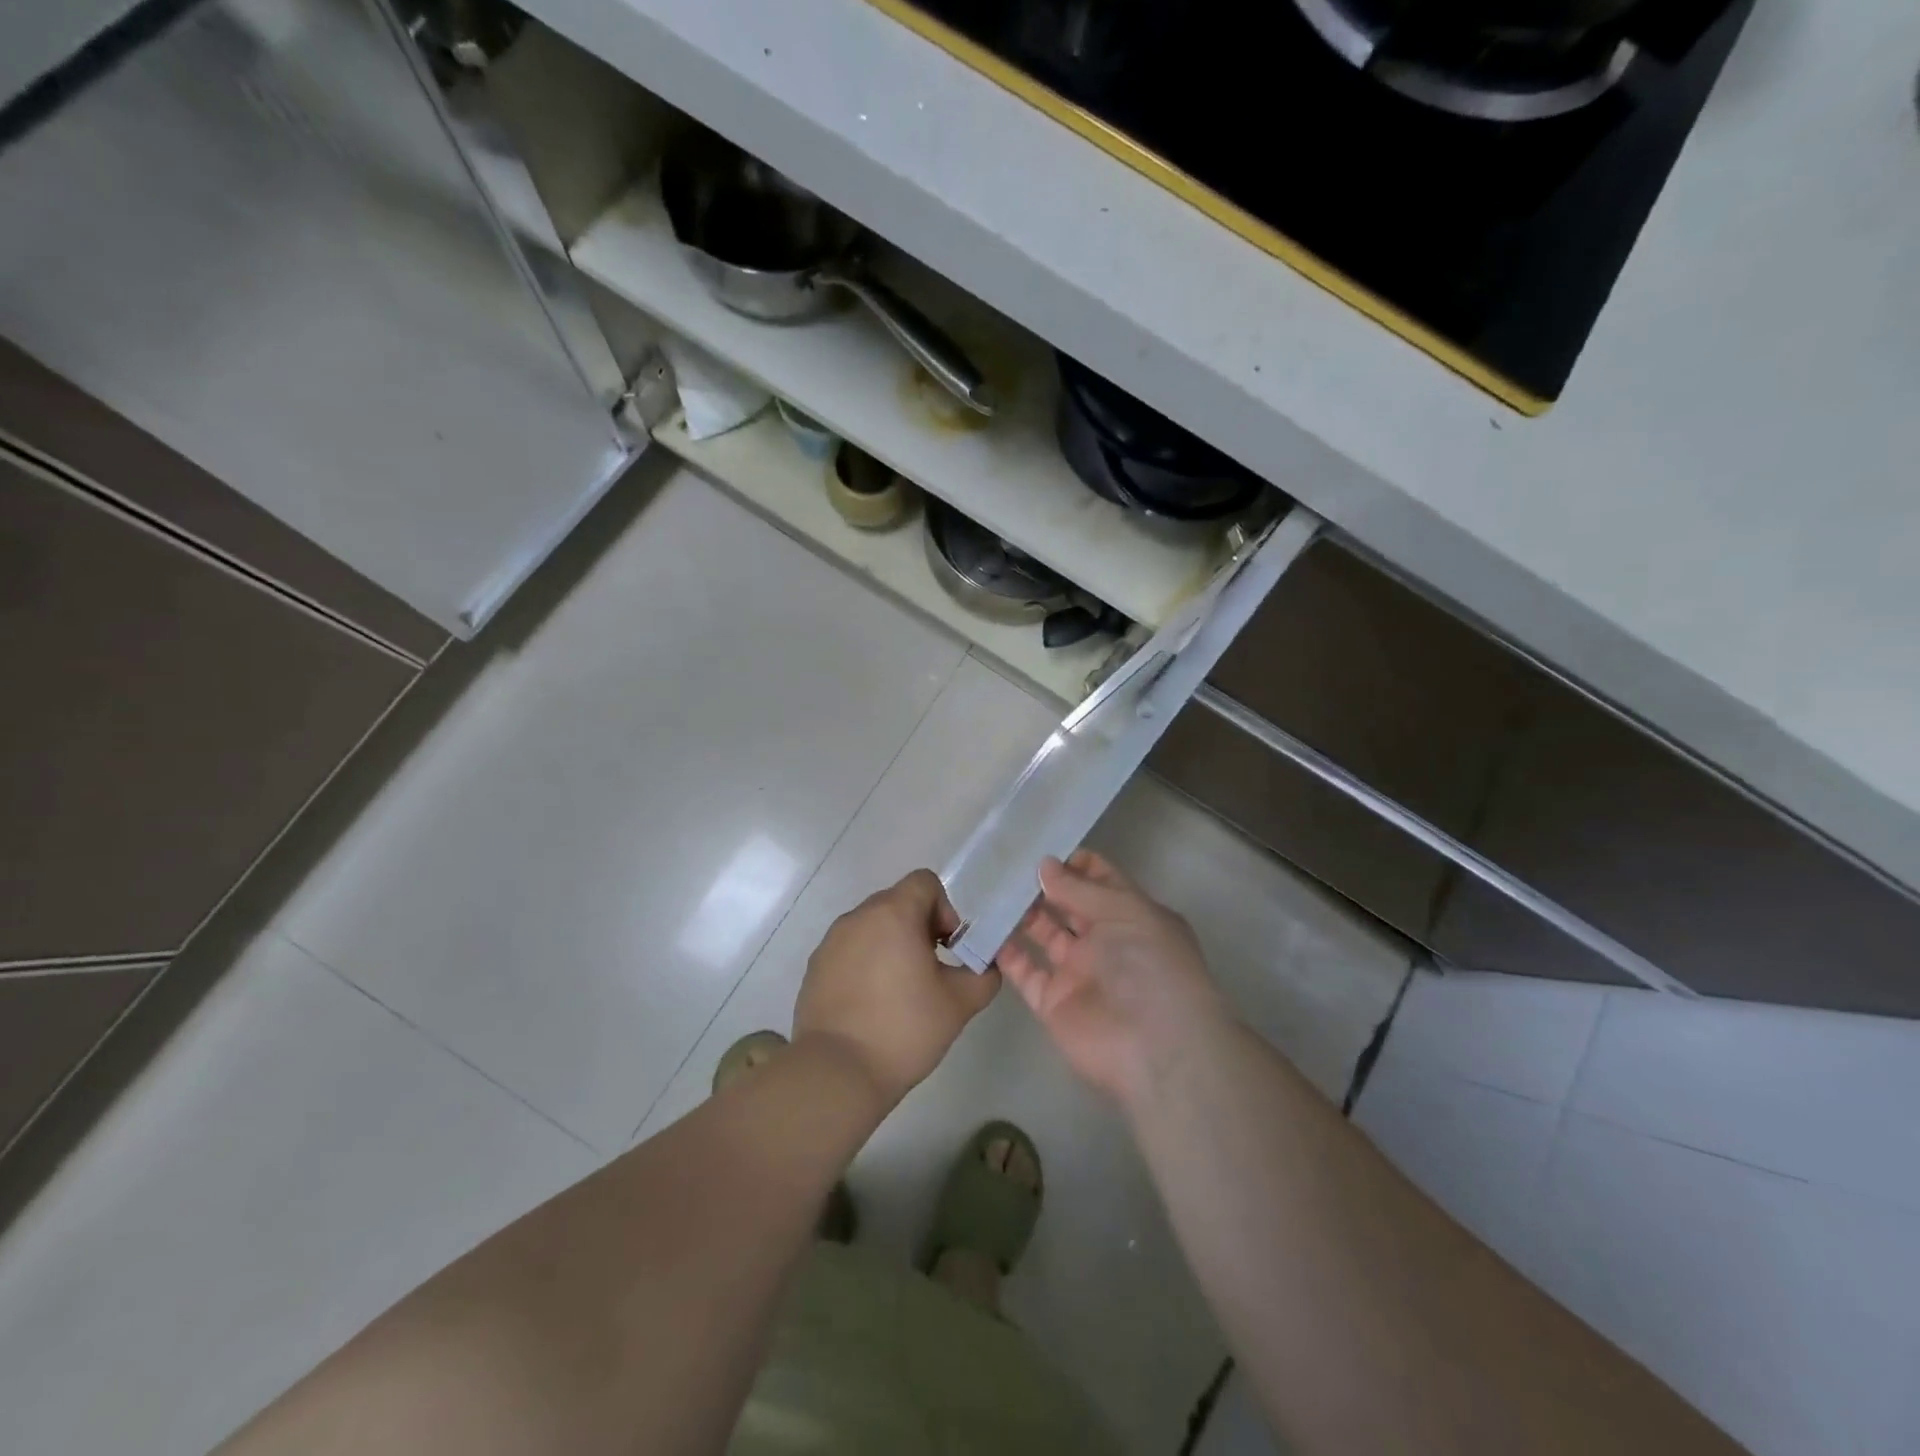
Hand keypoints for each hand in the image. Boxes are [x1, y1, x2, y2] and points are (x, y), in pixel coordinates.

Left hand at [793, 869, 1000, 1107]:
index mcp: (893, 913)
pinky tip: (872, 1006)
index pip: (924, 882)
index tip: (948, 949)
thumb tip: (985, 966)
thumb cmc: (904, 1029)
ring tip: (900, 992)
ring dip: (891, 946)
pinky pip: (850, 950)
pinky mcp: (815, 967)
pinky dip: (866, 965)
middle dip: (920, 928)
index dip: (945, 909)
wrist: (837, 1072)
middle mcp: (858, 916)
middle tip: (930, 971)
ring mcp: (831, 941)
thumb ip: (983, 975)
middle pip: (898, 902)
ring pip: (872, 927)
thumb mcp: (960, 1003)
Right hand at [997, 849, 1229, 1107]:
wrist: (1154, 1048)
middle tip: (1004, 863)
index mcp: (1131, 916)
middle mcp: (1105, 941)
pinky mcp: (1052, 1001)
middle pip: (1068, 905)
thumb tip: (1044, 865)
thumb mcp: (1124, 912)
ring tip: (989, 888)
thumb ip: (1079, 888)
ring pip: (1043, 934)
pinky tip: (982, 928)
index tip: (1037, 846)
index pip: (1100, 880)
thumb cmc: (1150, 966)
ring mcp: (1077, 972)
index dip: (1073, 862)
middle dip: (1041, 885)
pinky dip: (1005, 953)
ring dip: (1020, 914)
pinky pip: (1024, 971)